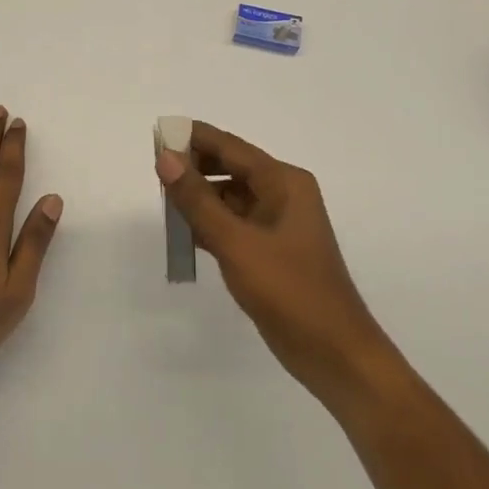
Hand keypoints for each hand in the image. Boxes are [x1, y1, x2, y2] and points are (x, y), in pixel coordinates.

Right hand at [156, 123, 395, 406]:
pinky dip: (209, 223)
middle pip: (230, 168)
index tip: (157, 134)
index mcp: (284, 182)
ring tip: (163, 201)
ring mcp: (278, 223)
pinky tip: (183, 232)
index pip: (231, 147)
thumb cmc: (289, 291)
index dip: (193, 138)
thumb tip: (165, 158)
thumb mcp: (236, 243)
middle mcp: (283, 194)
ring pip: (230, 197)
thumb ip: (197, 200)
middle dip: (194, 167)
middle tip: (154, 171)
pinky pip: (234, 223)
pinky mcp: (271, 250)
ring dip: (199, 198)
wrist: (335, 355)